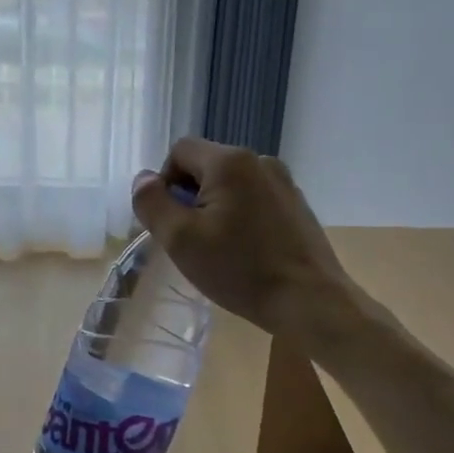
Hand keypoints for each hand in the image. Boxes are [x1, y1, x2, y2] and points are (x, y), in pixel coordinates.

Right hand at [131, 138, 378, 342]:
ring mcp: (284, 182)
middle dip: (189, 197)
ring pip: (231, 184)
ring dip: (214, 208)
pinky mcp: (297, 206)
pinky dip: (240, 217)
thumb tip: (143, 179)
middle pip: (206, 166)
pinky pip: (254, 199)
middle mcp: (260, 161)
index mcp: (230, 162)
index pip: (179, 151)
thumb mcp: (180, 239)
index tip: (169, 222)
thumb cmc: (239, 269)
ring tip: (217, 249)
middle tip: (190, 240)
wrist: (310, 301)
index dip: (164, 182)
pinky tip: (245, 252)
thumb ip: (153, 203)